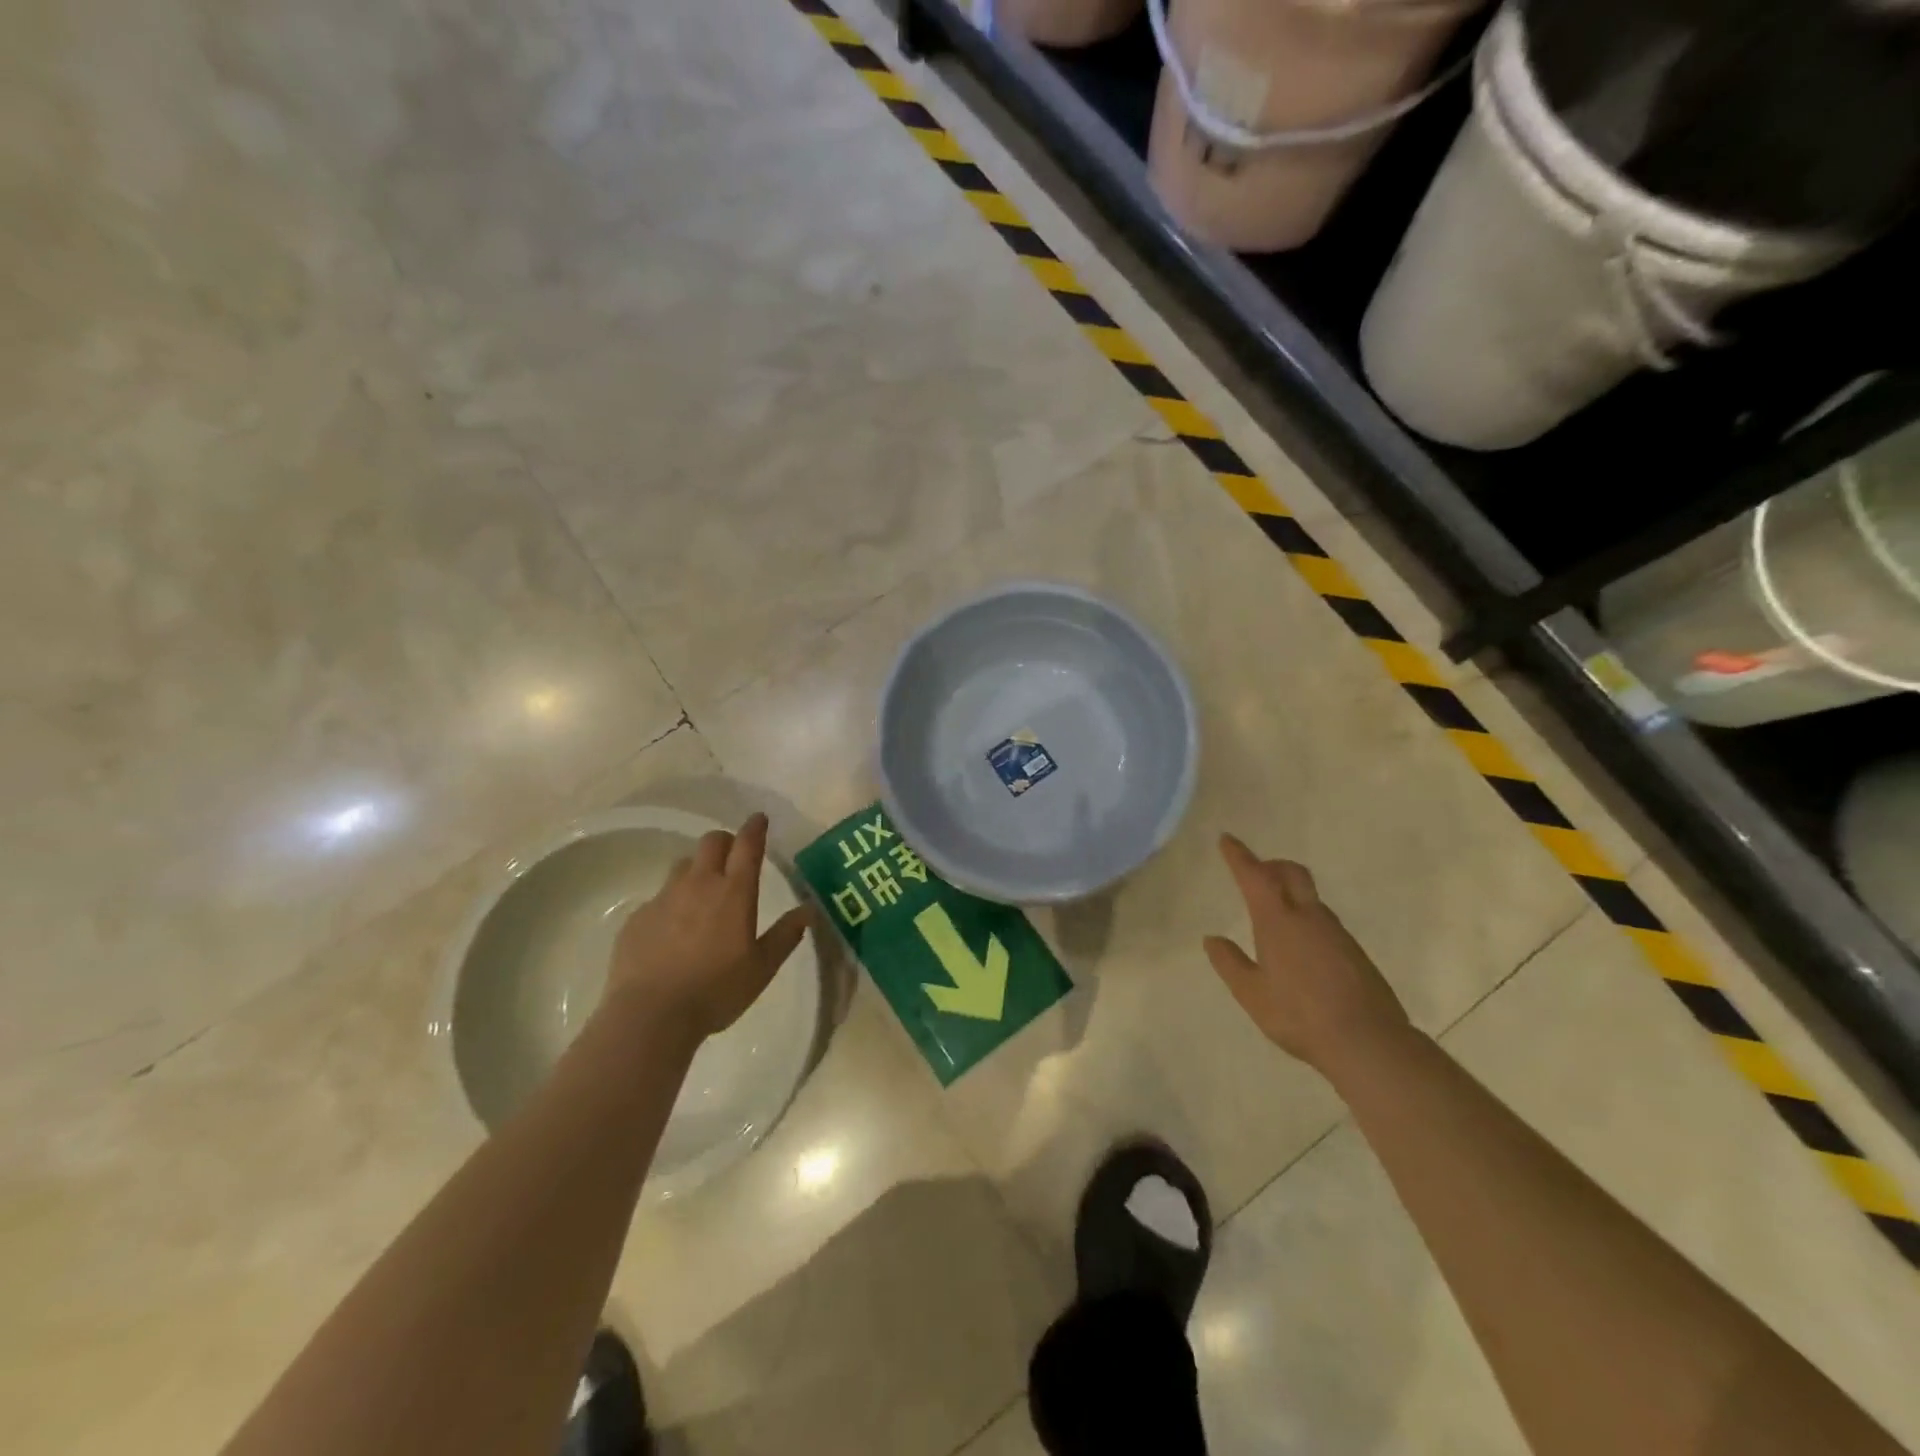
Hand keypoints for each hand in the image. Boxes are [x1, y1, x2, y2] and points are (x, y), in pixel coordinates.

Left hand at [605, 813, 810, 1041]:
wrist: (650, 1015)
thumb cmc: (716, 991)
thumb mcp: (762, 968)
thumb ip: (785, 935)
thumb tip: (808, 910)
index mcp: (734, 893)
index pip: (747, 845)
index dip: (754, 828)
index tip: (759, 819)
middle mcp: (698, 884)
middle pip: (711, 843)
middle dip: (725, 842)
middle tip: (732, 856)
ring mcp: (664, 898)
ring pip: (682, 866)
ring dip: (697, 870)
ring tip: (702, 895)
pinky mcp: (638, 917)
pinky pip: (659, 898)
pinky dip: (672, 904)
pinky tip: (673, 932)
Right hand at [1202, 834, 1411, 1075]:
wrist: (1368, 1041)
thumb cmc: (1299, 1015)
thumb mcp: (1251, 994)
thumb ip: (1229, 963)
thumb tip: (1212, 939)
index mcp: (1278, 921)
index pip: (1255, 876)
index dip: (1239, 856)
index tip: (1227, 839)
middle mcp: (1309, 917)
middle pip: (1291, 873)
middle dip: (1271, 865)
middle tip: (1255, 871)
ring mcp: (1336, 933)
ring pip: (1310, 897)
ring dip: (1290, 892)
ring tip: (1274, 914)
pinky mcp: (1354, 951)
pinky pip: (1324, 920)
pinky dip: (1306, 917)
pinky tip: (1301, 947)